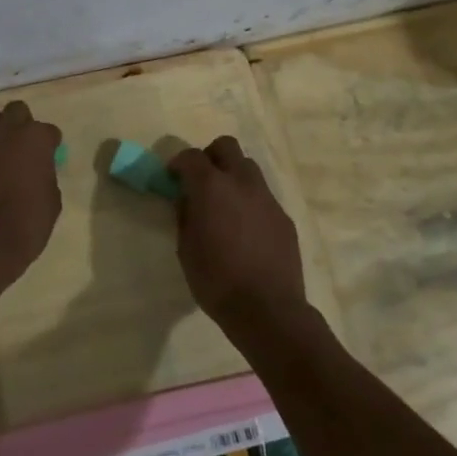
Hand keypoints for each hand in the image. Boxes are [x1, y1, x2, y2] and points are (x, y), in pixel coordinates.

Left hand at [0, 100, 63, 288]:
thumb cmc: (28, 224)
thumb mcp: (52, 201)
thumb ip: (44, 177)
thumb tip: (36, 173)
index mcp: (35, 140)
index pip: (48, 131)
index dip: (49, 143)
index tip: (49, 156)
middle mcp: (6, 132)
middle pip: (16, 110)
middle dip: (21, 122)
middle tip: (22, 141)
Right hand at [168, 136, 305, 337]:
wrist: (267, 309)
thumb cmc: (216, 280)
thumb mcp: (185, 248)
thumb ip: (185, 215)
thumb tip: (187, 199)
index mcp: (211, 187)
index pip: (191, 157)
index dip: (178, 163)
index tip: (172, 177)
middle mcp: (242, 183)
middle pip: (226, 146)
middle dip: (210, 156)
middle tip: (201, 181)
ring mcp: (267, 198)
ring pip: (248, 168)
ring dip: (233, 177)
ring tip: (225, 205)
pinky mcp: (283, 217)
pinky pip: (263, 197)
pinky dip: (250, 202)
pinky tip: (245, 230)